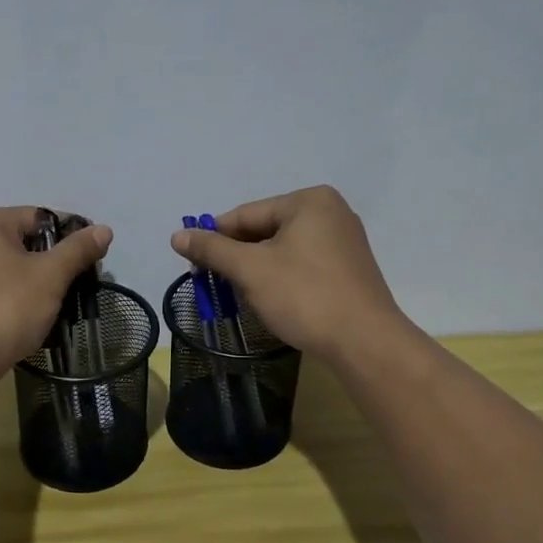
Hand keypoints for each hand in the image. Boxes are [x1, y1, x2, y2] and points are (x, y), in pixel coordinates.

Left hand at [0, 207, 111, 378]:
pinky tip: (24, 320)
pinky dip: (10, 299)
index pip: (39, 217)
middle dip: (51, 263)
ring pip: (6, 269)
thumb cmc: (4, 309)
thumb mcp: (49, 277)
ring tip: (54, 307)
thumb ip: (77, 250)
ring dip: (32, 284)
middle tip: (75, 286)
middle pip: (21, 242)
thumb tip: (104, 230)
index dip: (70, 236)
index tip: (91, 260)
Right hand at [170, 186, 405, 362]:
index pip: (246, 214)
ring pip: (283, 250)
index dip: (215, 239)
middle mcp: (330, 212)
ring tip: (240, 295)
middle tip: (213, 284)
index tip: (192, 264)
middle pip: (265, 230)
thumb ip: (213, 249)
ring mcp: (344, 241)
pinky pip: (303, 264)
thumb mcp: (251, 270)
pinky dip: (281, 278)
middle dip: (238, 257)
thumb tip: (177, 235)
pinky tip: (271, 300)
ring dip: (257, 270)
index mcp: (308, 201)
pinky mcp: (349, 269)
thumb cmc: (304, 296)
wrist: (364, 342)